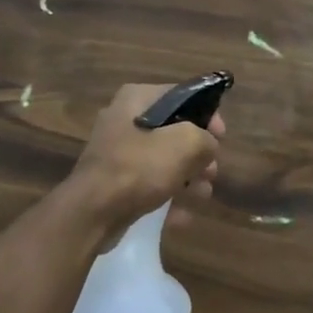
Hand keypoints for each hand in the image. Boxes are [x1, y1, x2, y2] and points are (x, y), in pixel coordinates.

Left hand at [65, 83, 222, 231]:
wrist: (91, 213)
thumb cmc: (139, 168)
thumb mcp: (185, 144)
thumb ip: (205, 139)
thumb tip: (208, 147)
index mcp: (137, 99)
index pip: (182, 96)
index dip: (207, 114)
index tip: (221, 137)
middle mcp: (124, 120)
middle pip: (173, 131)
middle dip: (198, 154)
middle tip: (211, 172)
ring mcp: (117, 153)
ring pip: (163, 160)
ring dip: (187, 178)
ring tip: (202, 196)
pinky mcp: (113, 182)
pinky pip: (148, 184)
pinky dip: (166, 197)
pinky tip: (181, 217)